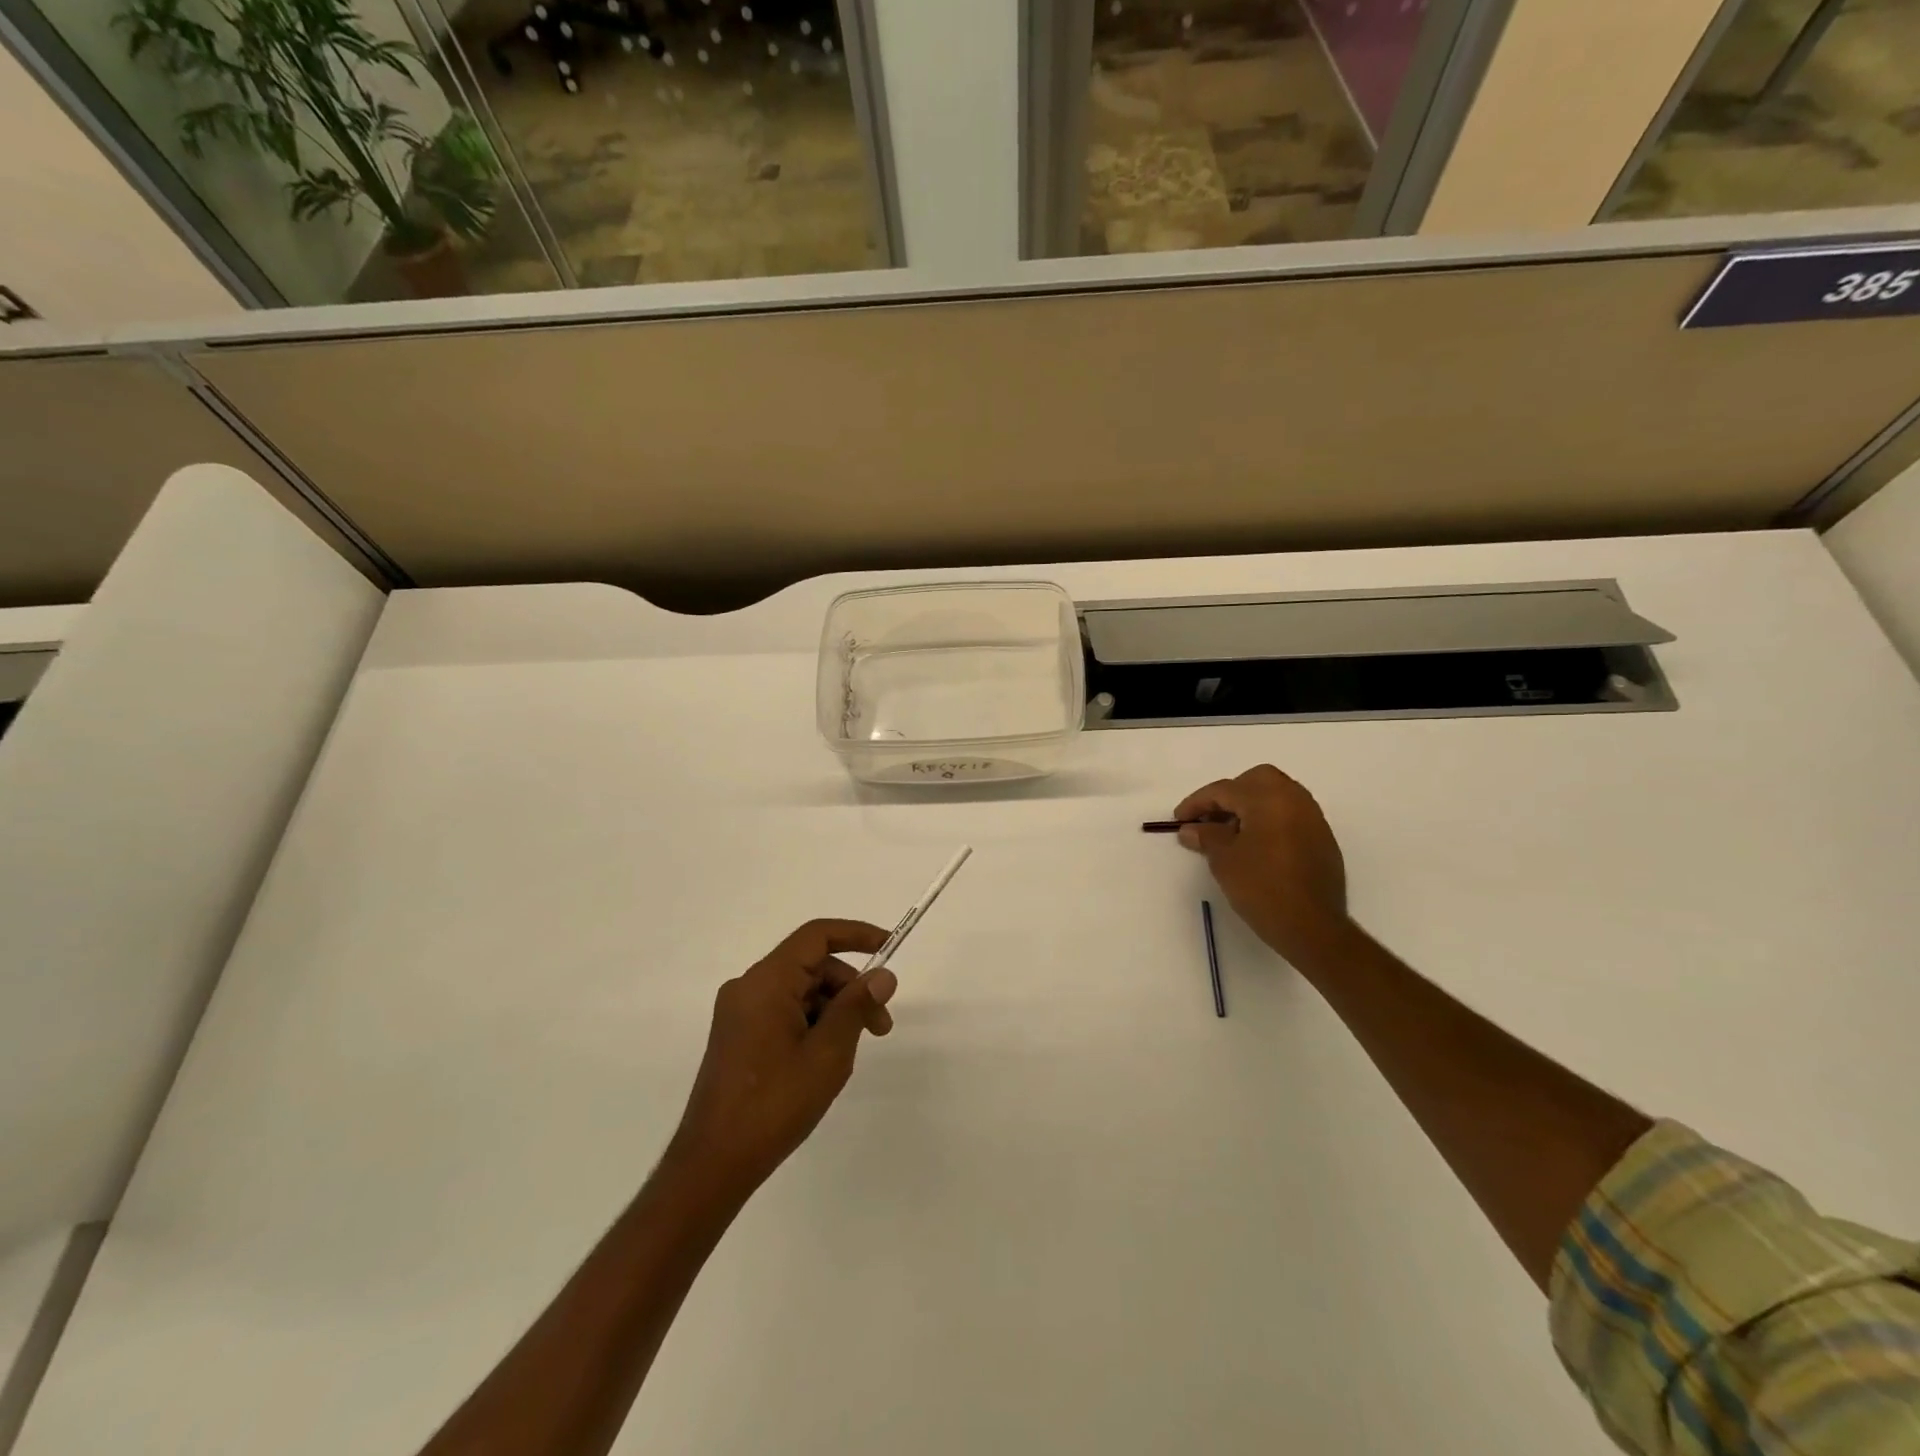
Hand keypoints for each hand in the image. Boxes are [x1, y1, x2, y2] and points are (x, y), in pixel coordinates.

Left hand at [666, 919, 897, 1198]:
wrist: (712, 1165)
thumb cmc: (774, 1104)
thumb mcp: (827, 1053)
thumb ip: (856, 1006)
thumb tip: (883, 975)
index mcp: (766, 982)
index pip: (817, 936)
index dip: (857, 934)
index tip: (889, 947)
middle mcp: (748, 987)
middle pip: (812, 966)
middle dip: (851, 987)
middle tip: (881, 1026)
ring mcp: (740, 1013)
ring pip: (800, 991)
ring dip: (834, 1009)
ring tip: (854, 1050)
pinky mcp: (738, 1036)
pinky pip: (784, 1011)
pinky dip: (813, 1023)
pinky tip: (825, 1060)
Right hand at [1173, 765, 1352, 966]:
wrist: (1313, 927)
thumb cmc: (1262, 887)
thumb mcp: (1224, 860)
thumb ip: (1206, 836)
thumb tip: (1191, 829)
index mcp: (1268, 798)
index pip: (1224, 790)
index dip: (1197, 803)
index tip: (1179, 820)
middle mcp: (1294, 799)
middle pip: (1256, 780)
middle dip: (1229, 794)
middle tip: (1210, 818)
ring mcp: (1313, 818)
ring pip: (1276, 795)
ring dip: (1250, 806)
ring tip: (1229, 833)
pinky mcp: (1322, 839)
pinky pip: (1290, 815)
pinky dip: (1269, 820)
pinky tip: (1255, 845)